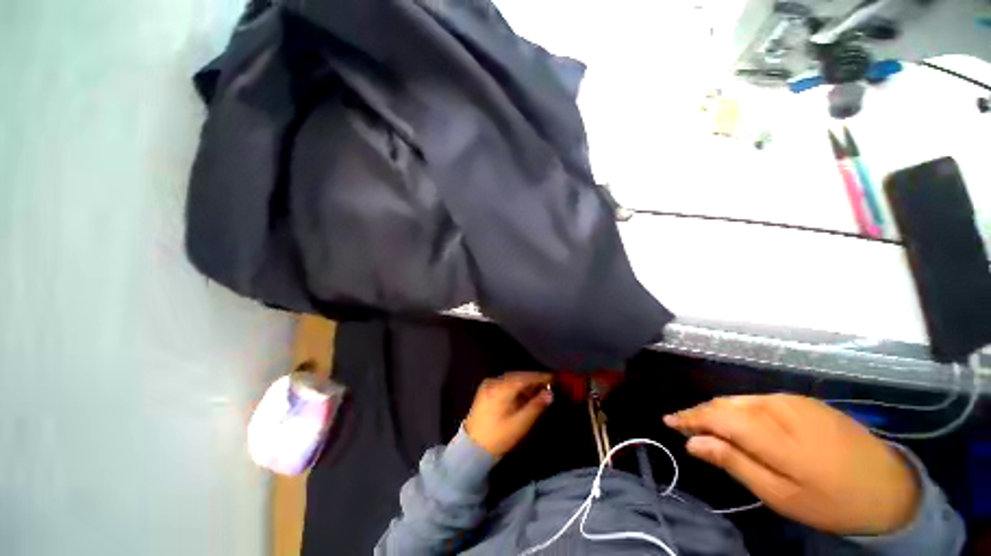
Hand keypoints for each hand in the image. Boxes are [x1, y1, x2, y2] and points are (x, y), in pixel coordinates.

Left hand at [464, 372, 553, 457]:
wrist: (472, 448)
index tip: (554, 378)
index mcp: (500, 389)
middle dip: (533, 380)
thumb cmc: (498, 437)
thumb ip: (536, 406)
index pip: (524, 378)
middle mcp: (493, 382)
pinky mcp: (485, 390)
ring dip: (525, 383)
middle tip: (548, 384)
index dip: (539, 377)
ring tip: (538, 390)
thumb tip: (550, 394)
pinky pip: (505, 383)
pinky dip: (516, 386)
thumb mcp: (520, 424)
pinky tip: (523, 394)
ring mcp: (488, 385)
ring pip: (511, 379)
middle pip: (517, 376)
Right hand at [665, 394, 919, 535]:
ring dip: (720, 411)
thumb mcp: (780, 495)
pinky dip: (741, 409)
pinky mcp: (805, 401)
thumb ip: (734, 463)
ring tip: (708, 426)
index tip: (668, 420)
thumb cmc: (832, 502)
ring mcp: (794, 401)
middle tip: (685, 428)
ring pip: (741, 400)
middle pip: (726, 404)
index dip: (689, 417)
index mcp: (774, 433)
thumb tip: (693, 443)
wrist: (891, 489)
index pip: (716, 415)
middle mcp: (779, 407)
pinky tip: (741, 423)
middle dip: (701, 414)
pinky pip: (759, 400)